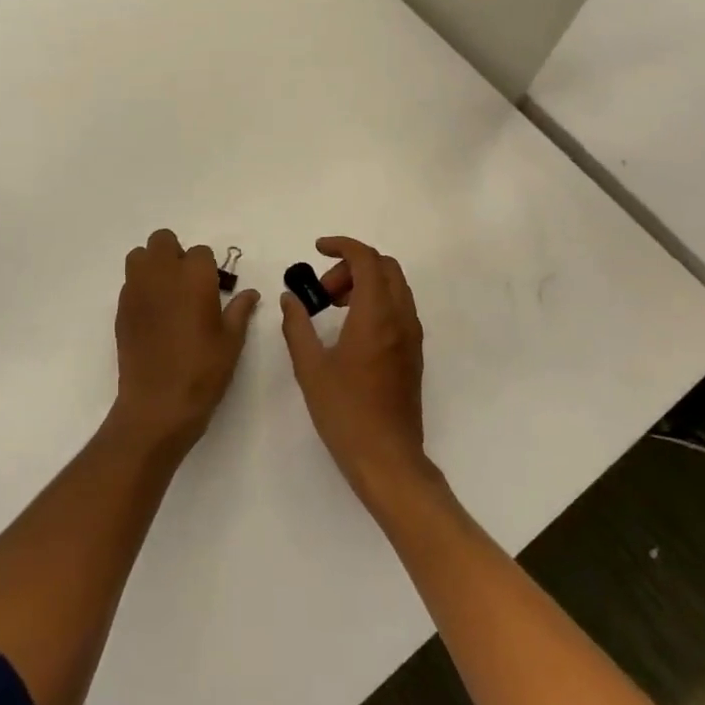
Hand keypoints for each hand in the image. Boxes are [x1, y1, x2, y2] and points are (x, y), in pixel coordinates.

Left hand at [111, 229, 259, 454]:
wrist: (158, 403)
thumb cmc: (203, 370)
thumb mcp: (231, 340)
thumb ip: (240, 310)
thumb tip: (250, 294)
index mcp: (194, 276)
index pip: (201, 252)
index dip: (208, 268)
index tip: (212, 289)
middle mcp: (163, 273)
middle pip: (163, 240)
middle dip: (176, 254)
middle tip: (187, 283)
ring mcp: (137, 289)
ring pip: (140, 256)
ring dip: (153, 265)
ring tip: (166, 292)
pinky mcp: (121, 308)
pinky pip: (130, 283)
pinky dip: (141, 288)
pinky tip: (153, 315)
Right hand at [280, 236, 430, 508]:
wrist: (388, 458)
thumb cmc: (345, 412)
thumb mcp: (310, 367)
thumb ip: (297, 326)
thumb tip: (291, 298)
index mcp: (376, 316)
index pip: (366, 259)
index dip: (342, 245)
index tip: (317, 249)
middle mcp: (400, 318)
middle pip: (384, 267)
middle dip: (351, 265)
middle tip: (322, 291)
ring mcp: (412, 336)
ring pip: (394, 286)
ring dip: (364, 282)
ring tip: (332, 308)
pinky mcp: (413, 353)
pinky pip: (398, 307)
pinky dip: (375, 300)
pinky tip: (350, 329)